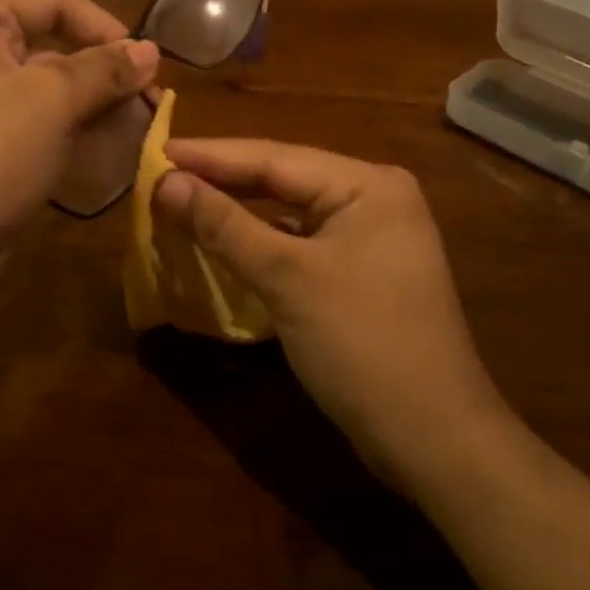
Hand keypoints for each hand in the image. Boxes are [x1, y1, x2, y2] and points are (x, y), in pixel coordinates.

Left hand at [0, 0, 158, 274]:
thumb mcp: (52, 102)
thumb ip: (105, 69)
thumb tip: (151, 51)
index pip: (51, 0)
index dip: (106, 27)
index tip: (148, 66)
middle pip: (44, 41)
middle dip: (99, 71)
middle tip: (145, 104)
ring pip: (35, 85)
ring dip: (84, 103)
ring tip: (129, 129)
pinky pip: (20, 118)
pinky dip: (58, 128)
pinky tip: (93, 150)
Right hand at [154, 140, 508, 482]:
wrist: (434, 440)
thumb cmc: (362, 346)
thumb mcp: (287, 279)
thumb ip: (225, 224)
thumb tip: (165, 181)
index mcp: (367, 184)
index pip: (274, 157)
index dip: (209, 155)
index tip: (156, 150)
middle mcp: (373, 198)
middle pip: (283, 178)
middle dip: (221, 178)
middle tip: (161, 172)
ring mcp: (371, 236)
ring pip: (289, 210)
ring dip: (238, 208)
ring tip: (182, 198)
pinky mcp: (361, 271)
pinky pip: (300, 241)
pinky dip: (261, 239)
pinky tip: (226, 239)